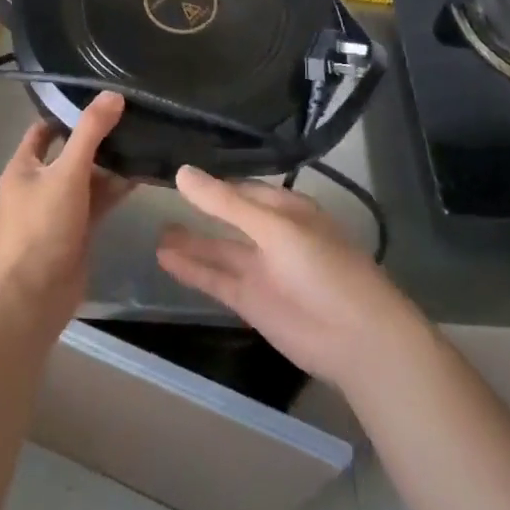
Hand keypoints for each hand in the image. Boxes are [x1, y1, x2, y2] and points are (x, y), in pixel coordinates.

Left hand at [0, 93, 133, 331]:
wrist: (35, 296)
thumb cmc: (42, 227)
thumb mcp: (67, 173)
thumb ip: (90, 133)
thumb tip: (113, 94)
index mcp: (24, 166)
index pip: (45, 129)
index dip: (69, 113)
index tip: (102, 99)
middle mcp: (38, 183)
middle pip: (70, 151)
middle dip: (98, 138)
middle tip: (132, 117)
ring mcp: (58, 208)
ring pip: (87, 177)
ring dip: (110, 164)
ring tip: (144, 141)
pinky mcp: (76, 229)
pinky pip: (97, 201)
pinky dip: (115, 189)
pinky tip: (141, 175)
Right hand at [157, 167, 423, 390]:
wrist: (356, 339)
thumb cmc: (323, 268)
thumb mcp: (274, 228)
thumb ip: (225, 203)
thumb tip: (181, 172)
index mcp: (286, 209)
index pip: (242, 188)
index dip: (212, 181)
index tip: (176, 170)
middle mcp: (271, 234)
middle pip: (228, 217)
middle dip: (199, 209)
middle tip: (156, 196)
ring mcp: (261, 269)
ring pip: (219, 249)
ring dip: (190, 241)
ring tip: (153, 231)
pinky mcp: (251, 301)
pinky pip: (215, 279)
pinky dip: (191, 269)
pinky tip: (163, 257)